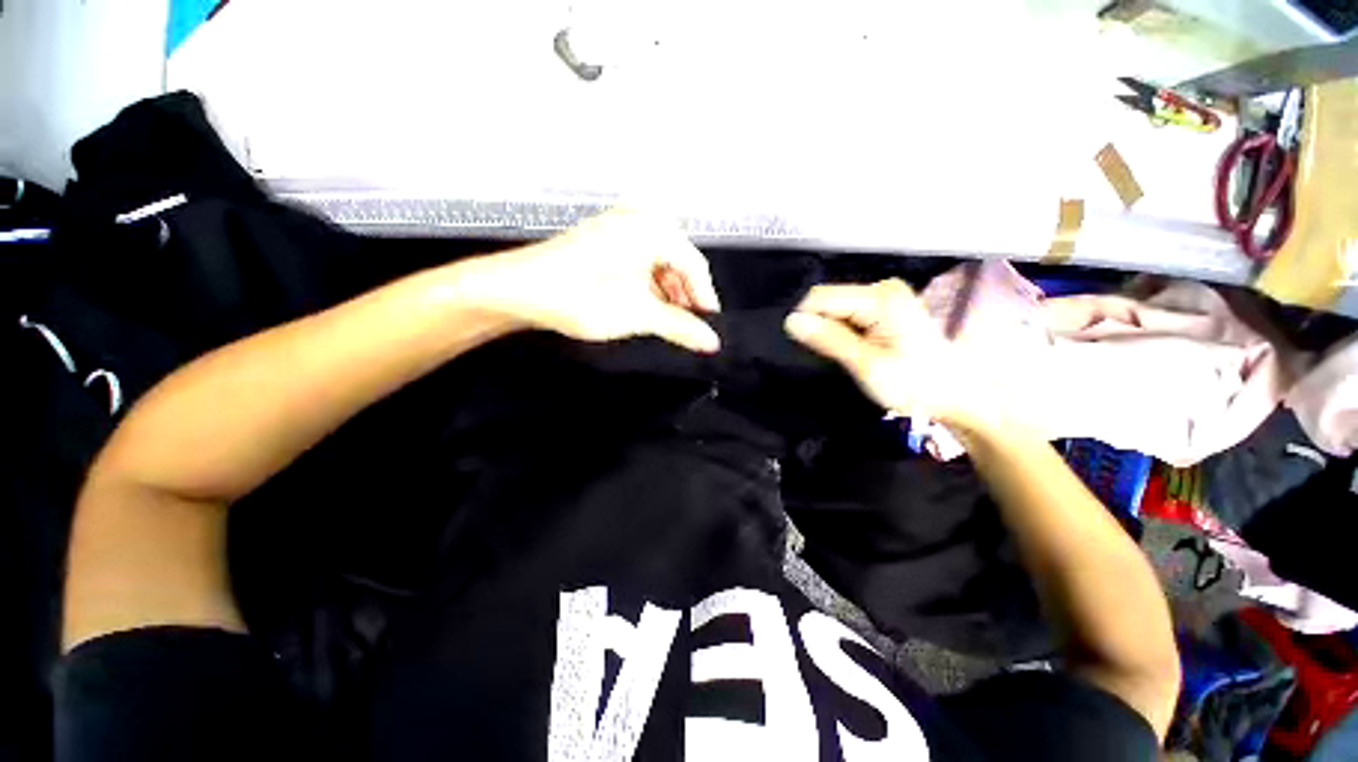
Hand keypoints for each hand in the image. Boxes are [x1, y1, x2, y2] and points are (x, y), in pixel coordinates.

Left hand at [464, 208, 722, 352]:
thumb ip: (680, 327)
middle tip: (687, 326)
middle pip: (678, 263)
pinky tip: (644, 305)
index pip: (695, 266)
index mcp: (652, 228)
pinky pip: (640, 261)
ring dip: (666, 293)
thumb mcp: (638, 314)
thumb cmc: (577, 295)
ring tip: (665, 321)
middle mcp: (638, 219)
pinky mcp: (604, 240)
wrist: (518, 290)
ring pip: (659, 263)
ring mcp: (618, 227)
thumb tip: (710, 340)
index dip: (704, 299)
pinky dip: (647, 285)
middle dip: (684, 297)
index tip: (708, 326)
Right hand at [784, 279, 991, 429]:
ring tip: (846, 355)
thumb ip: (829, 340)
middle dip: (821, 327)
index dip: (808, 323)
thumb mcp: (866, 365)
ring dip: (832, 331)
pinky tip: (855, 349)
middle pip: (828, 300)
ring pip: (835, 308)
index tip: (813, 351)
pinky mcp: (885, 307)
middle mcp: (881, 288)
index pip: (820, 297)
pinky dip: (843, 331)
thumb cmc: (914, 383)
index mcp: (879, 298)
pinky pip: (848, 313)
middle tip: (834, 356)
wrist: (956, 394)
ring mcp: (885, 296)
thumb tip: (791, 322)